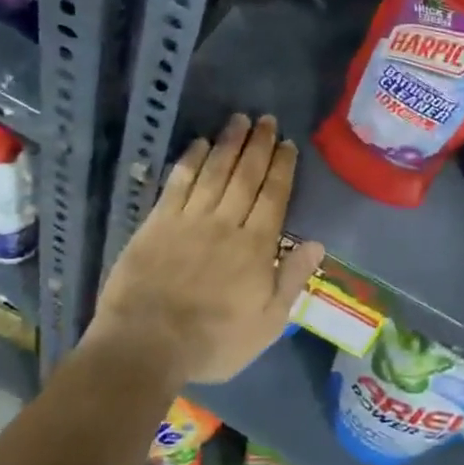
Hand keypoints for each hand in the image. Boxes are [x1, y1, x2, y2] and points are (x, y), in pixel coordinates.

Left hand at [88, 114, 326, 384]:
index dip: (282, 167)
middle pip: (246, 175)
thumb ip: (291, 280)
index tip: (288, 144)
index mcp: (255, 247)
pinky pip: (179, 182)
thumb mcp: (267, 324)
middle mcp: (225, 223)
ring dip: (229, 143)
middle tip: (267, 119)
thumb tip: (317, 243)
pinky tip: (199, 143)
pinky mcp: (159, 221)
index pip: (273, 196)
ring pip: (215, 171)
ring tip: (239, 119)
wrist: (146, 345)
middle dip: (259, 145)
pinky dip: (191, 160)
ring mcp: (190, 219)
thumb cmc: (213, 341)